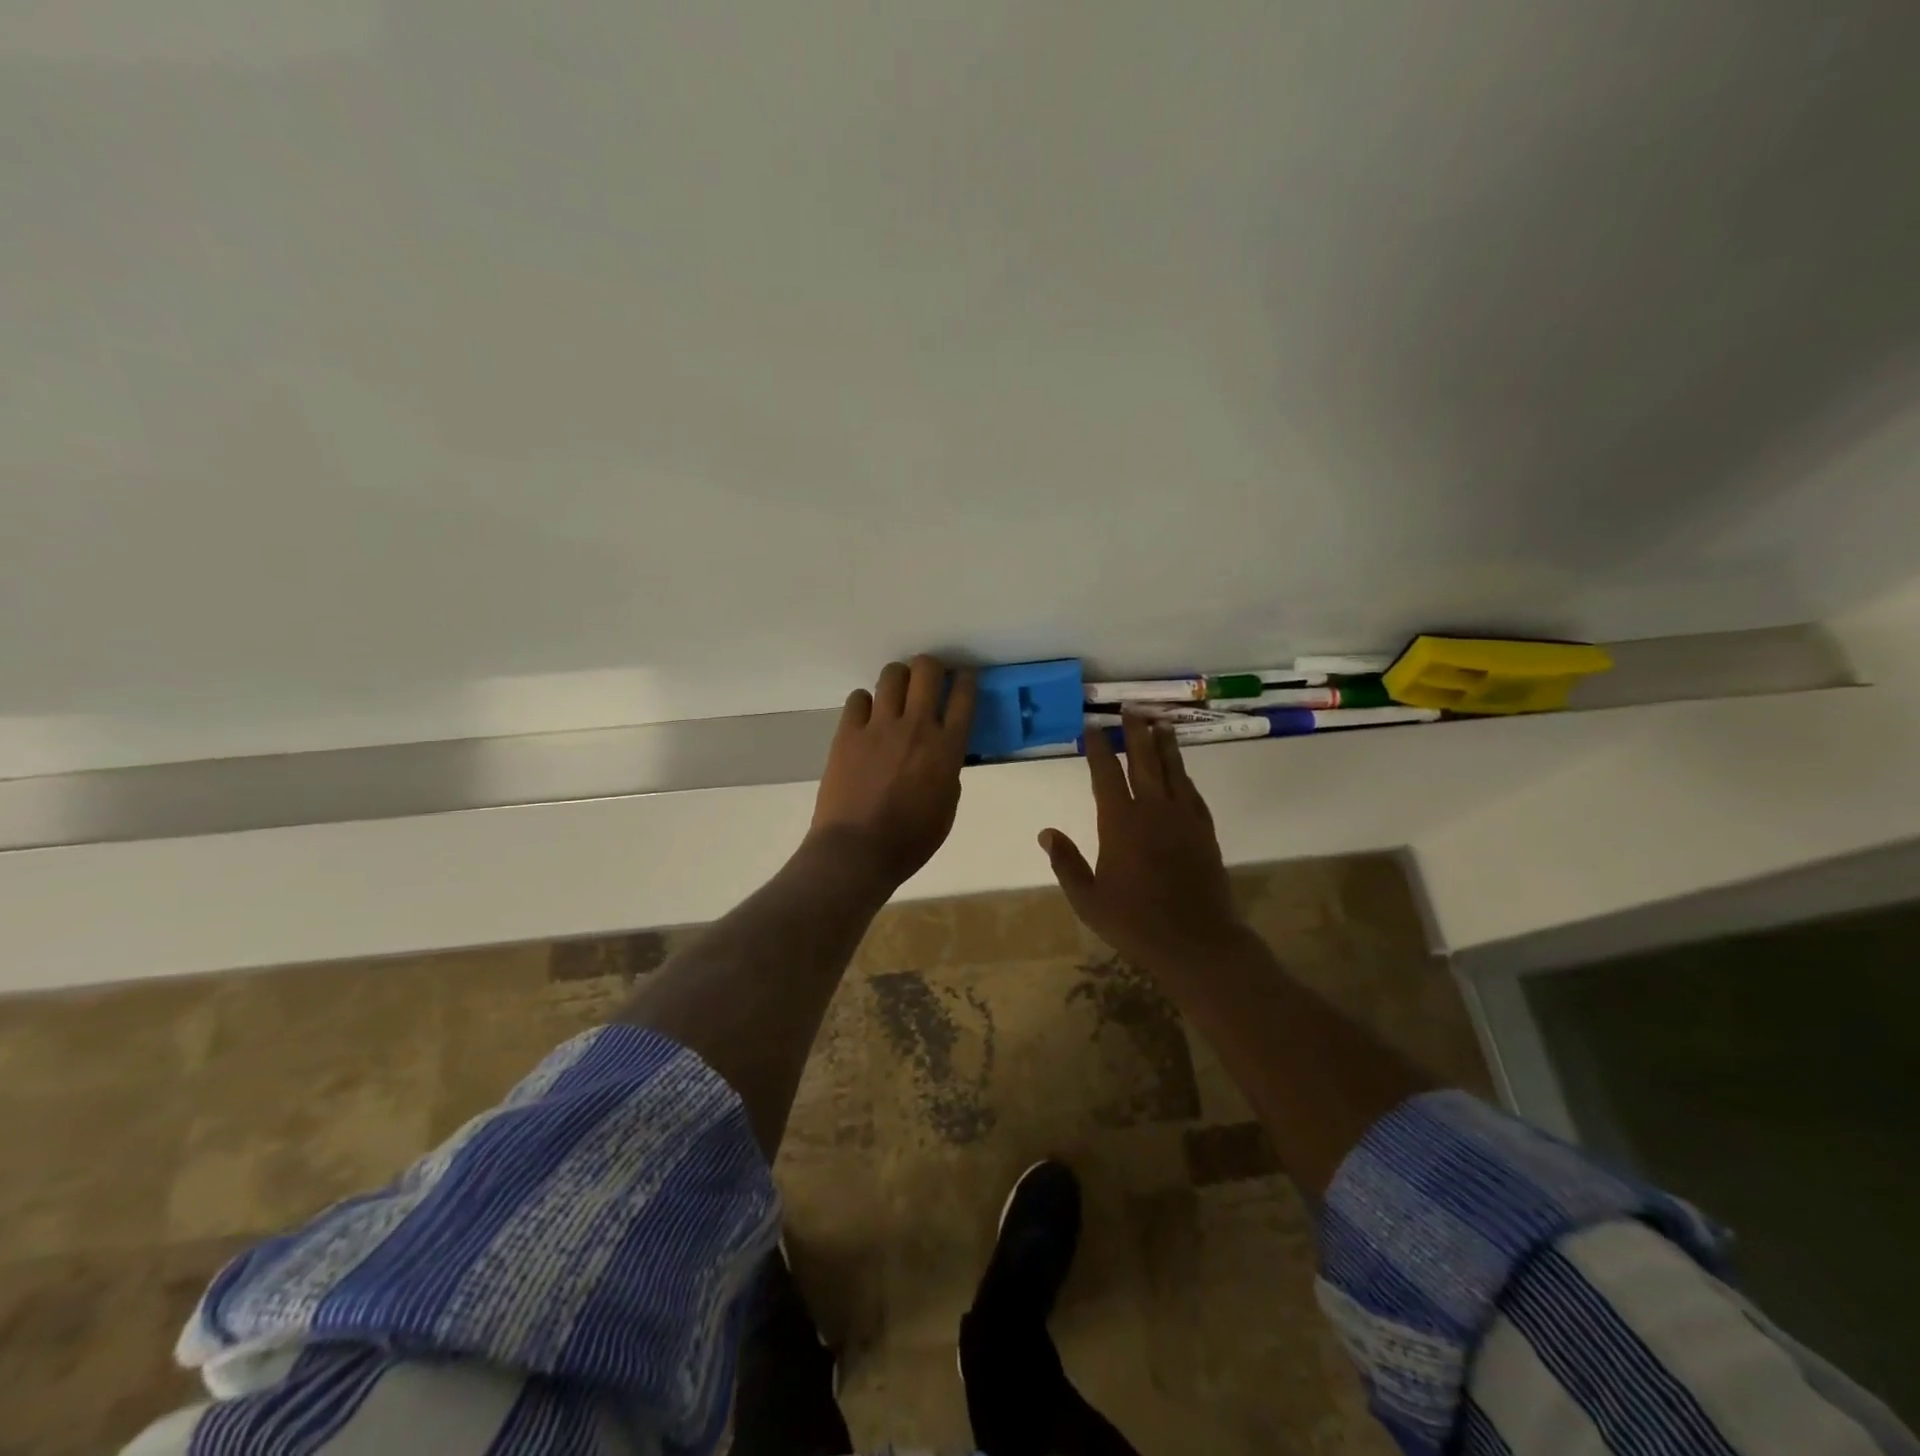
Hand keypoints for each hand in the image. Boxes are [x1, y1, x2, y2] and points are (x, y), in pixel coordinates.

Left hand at [810, 656, 976, 887]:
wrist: (857, 850)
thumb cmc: (910, 840)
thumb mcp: (946, 807)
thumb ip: (948, 772)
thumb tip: (942, 754)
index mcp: (947, 748)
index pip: (964, 696)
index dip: (966, 680)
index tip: (964, 678)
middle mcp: (916, 726)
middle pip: (927, 670)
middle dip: (931, 668)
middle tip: (929, 680)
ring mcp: (879, 726)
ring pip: (892, 675)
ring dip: (899, 679)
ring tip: (896, 694)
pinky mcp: (848, 732)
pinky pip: (858, 698)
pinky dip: (866, 703)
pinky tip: (867, 718)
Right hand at [1039, 716, 1247, 978]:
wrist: (1196, 941)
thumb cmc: (1135, 922)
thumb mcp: (1088, 900)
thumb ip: (1066, 863)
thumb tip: (1046, 832)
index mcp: (1120, 823)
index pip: (1106, 775)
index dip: (1098, 749)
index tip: (1092, 728)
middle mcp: (1153, 811)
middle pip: (1143, 761)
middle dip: (1134, 733)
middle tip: (1130, 709)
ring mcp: (1183, 819)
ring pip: (1173, 771)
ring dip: (1165, 745)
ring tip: (1160, 723)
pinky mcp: (1204, 831)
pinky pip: (1192, 793)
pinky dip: (1185, 776)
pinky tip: (1182, 771)